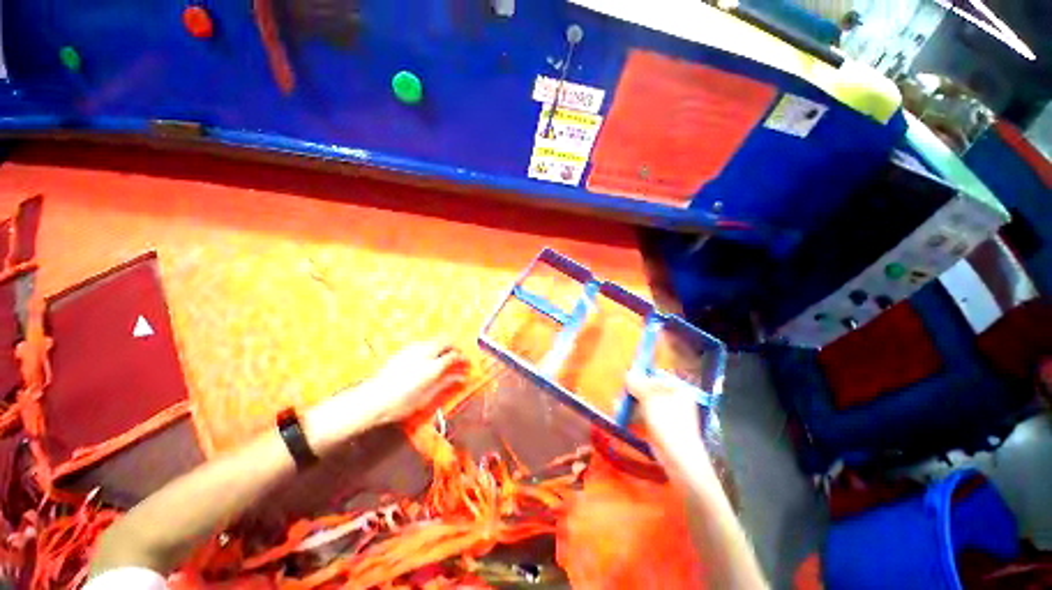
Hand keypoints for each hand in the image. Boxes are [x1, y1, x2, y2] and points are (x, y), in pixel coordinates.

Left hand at [363, 341, 468, 423]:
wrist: (373, 399)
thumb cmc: (401, 403)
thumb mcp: (427, 396)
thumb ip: (446, 383)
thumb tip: (461, 378)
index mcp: (432, 366)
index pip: (454, 355)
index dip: (463, 358)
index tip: (466, 363)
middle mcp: (425, 353)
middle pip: (446, 340)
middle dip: (455, 346)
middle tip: (458, 357)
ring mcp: (413, 349)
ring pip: (435, 339)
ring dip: (444, 345)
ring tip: (445, 357)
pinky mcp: (404, 350)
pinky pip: (425, 343)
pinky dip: (432, 347)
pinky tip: (429, 358)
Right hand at [626, 370, 706, 459]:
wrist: (680, 459)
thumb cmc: (668, 424)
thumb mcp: (650, 399)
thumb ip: (638, 384)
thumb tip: (628, 372)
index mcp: (678, 389)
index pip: (656, 377)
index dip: (641, 377)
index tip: (627, 381)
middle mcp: (675, 400)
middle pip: (649, 390)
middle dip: (632, 392)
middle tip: (621, 395)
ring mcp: (668, 415)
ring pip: (645, 404)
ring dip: (630, 404)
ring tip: (617, 406)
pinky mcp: (661, 428)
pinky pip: (645, 417)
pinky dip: (634, 415)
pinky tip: (622, 416)